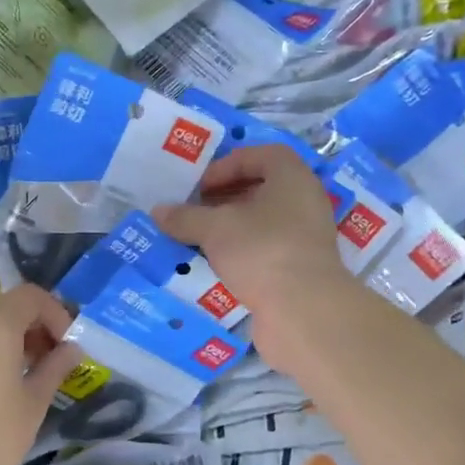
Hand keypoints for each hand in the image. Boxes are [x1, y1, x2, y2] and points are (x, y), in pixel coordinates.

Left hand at [0, 284, 81, 464]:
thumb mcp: (35, 400)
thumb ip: (55, 366)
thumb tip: (72, 348)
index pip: (31, 296)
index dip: (55, 313)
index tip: (67, 343)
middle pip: (6, 306)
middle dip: (33, 325)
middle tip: (51, 356)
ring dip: (9, 337)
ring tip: (27, 371)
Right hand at [153, 144, 357, 365]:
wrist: (303, 309)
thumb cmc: (260, 250)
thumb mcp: (214, 229)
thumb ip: (185, 217)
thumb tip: (158, 211)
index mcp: (292, 177)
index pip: (262, 155)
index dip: (227, 165)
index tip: (200, 186)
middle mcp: (305, 201)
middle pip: (262, 188)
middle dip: (225, 196)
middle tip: (195, 210)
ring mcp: (306, 236)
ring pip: (264, 221)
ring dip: (232, 226)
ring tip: (200, 237)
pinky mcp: (301, 267)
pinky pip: (267, 248)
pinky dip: (243, 251)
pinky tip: (218, 263)